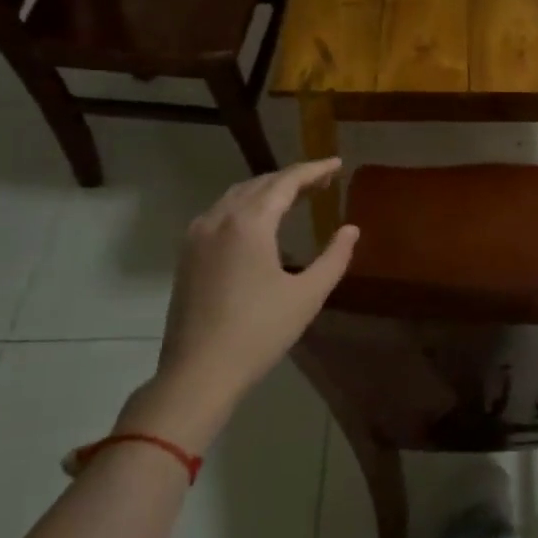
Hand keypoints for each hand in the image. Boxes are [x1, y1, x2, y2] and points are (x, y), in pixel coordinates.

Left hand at [120, 159, 358, 449]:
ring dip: (267, 190)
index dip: (314, 170)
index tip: (337, 164)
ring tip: (296, 196)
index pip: (286, 182)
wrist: (199, 372)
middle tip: (323, 182)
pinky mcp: (187, 254)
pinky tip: (259, 222)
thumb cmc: (259, 332)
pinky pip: (220, 213)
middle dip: (292, 178)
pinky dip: (245, 206)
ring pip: (236, 196)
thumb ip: (334, 257)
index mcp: (250, 223)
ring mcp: (197, 235)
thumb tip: (350, 230)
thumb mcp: (307, 296)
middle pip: (260, 184)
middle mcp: (219, 219)